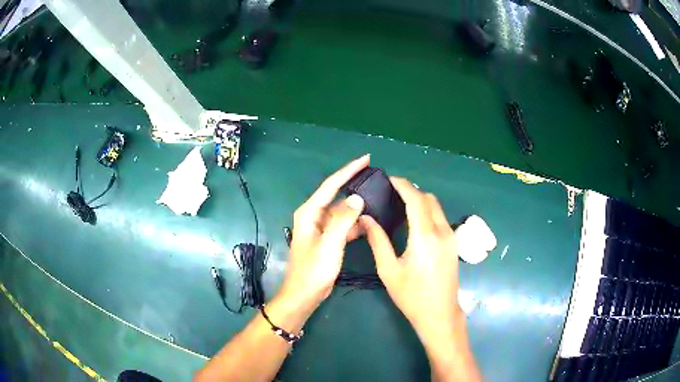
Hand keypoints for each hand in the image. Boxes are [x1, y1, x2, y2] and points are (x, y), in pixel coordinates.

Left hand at [279, 155, 368, 312]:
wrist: (305, 294)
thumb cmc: (314, 270)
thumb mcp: (330, 244)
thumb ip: (343, 219)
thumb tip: (358, 198)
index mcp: (310, 212)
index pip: (331, 185)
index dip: (349, 170)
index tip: (366, 159)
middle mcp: (314, 215)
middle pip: (337, 194)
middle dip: (355, 184)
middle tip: (376, 177)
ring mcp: (321, 228)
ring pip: (342, 211)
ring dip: (357, 206)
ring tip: (378, 198)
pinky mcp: (328, 239)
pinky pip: (344, 225)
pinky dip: (356, 222)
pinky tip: (370, 222)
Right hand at [360, 177, 462, 339]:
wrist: (439, 314)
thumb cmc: (412, 296)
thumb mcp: (389, 270)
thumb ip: (377, 241)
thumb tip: (365, 218)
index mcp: (425, 237)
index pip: (416, 199)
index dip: (403, 185)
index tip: (389, 179)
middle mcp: (442, 231)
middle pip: (429, 199)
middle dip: (411, 190)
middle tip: (391, 193)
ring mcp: (451, 237)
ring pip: (437, 207)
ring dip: (421, 201)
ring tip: (400, 205)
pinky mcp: (454, 244)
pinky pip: (440, 218)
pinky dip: (428, 211)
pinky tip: (414, 222)